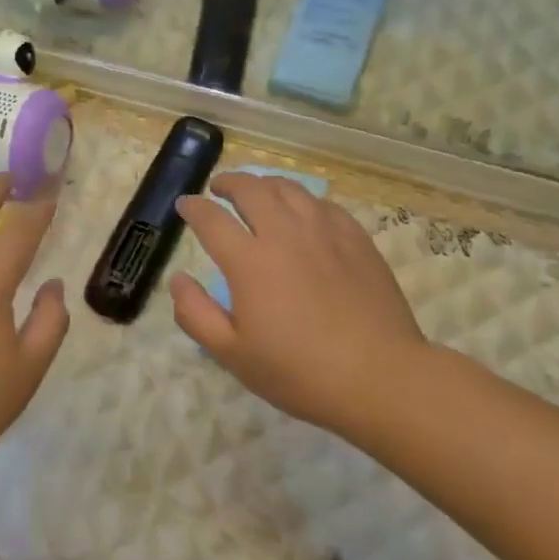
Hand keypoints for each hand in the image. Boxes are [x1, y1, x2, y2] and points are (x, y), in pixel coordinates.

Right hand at [170, 173, 443, 439]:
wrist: (380, 376)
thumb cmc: (299, 371)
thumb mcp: (233, 355)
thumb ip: (196, 314)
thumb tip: (178, 280)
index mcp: (249, 261)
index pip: (211, 219)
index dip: (193, 208)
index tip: (184, 205)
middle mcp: (284, 234)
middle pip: (251, 189)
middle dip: (229, 182)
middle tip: (219, 188)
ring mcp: (325, 232)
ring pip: (289, 189)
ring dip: (265, 183)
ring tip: (258, 190)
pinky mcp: (357, 239)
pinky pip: (324, 205)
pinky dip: (303, 201)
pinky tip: (304, 212)